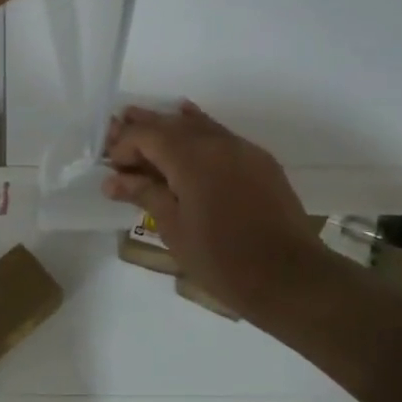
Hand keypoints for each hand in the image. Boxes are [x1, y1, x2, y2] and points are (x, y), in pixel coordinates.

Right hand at [103, 103, 326, 321]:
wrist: (290, 278)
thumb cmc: (222, 259)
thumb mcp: (174, 228)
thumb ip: (145, 194)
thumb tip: (114, 180)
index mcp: (191, 157)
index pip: (147, 135)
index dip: (124, 146)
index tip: (110, 168)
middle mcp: (217, 142)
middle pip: (171, 124)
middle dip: (142, 128)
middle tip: (115, 132)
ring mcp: (243, 149)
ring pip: (198, 126)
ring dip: (169, 126)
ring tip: (145, 123)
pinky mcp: (261, 162)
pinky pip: (222, 136)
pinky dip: (199, 132)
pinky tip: (189, 129)